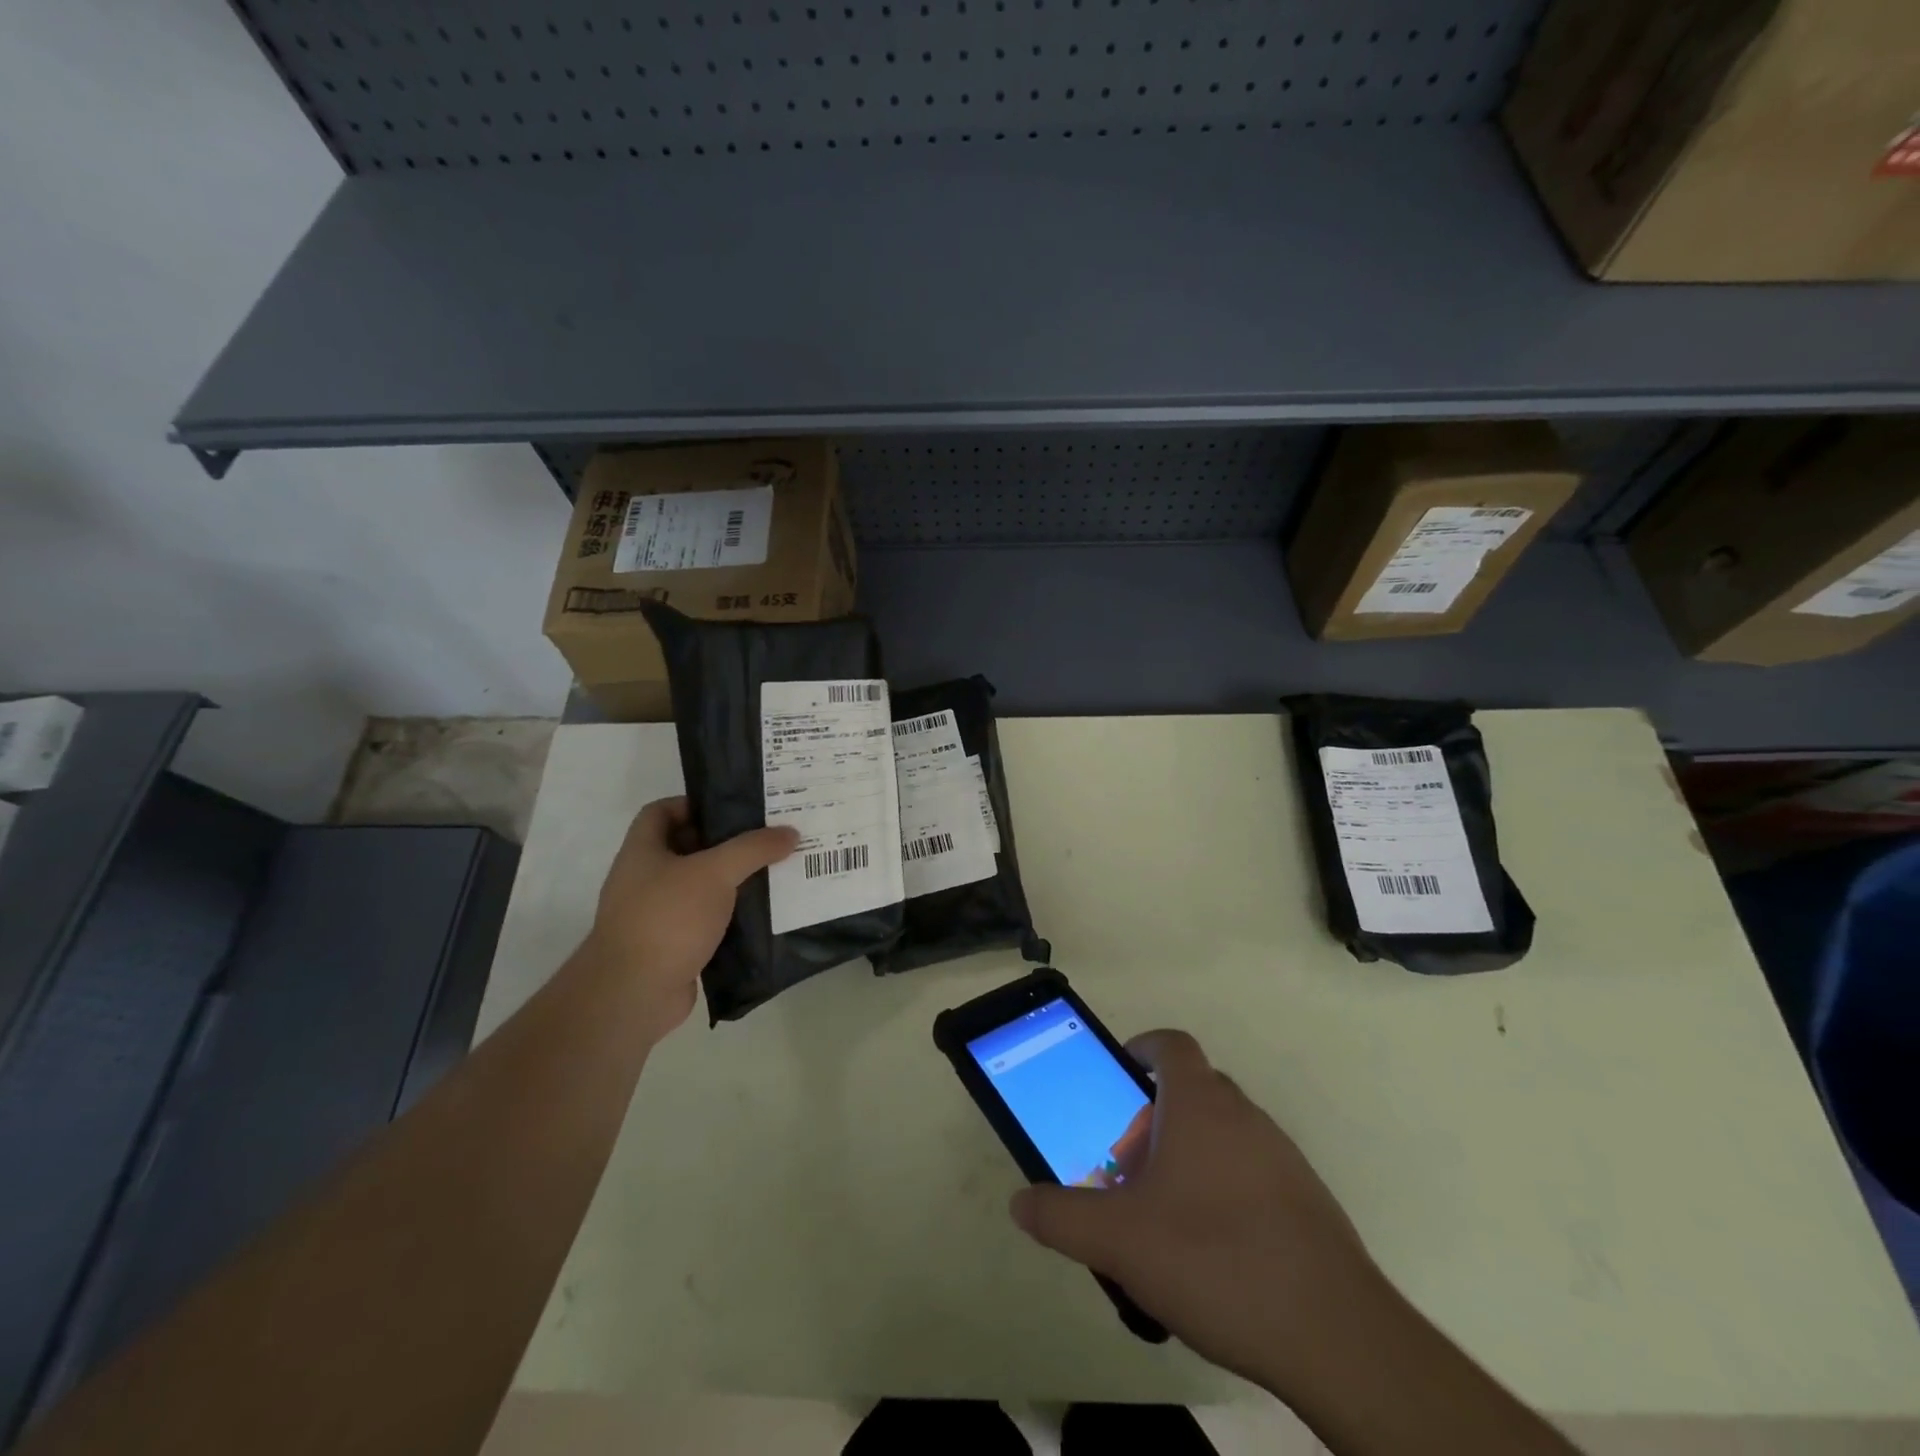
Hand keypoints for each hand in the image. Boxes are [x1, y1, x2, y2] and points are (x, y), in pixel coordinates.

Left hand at [579, 797, 796, 1037]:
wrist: (633, 994)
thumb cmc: (667, 918)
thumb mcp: (715, 872)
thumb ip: (753, 849)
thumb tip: (790, 832)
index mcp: (642, 851)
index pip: (661, 811)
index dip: (694, 804)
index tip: (733, 808)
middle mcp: (644, 879)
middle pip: (686, 848)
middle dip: (724, 843)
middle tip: (766, 838)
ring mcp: (656, 915)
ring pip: (699, 887)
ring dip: (731, 882)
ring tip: (773, 873)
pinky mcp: (672, 947)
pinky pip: (706, 921)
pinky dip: (730, 917)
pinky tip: (762, 915)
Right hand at [1009, 1030, 1380, 1390]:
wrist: (1336, 1335)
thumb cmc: (1215, 1259)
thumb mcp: (1119, 1240)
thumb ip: (1061, 1217)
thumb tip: (1020, 1202)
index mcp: (1199, 1103)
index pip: (1170, 1044)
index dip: (1141, 1049)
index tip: (1117, 1077)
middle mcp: (1243, 1114)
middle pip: (1192, 1090)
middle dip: (1153, 1116)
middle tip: (1126, 1164)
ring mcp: (1281, 1156)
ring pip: (1222, 1133)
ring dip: (1188, 1155)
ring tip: (1162, 1214)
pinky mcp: (1306, 1200)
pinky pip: (1251, 1171)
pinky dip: (1223, 1188)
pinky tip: (1211, 1250)